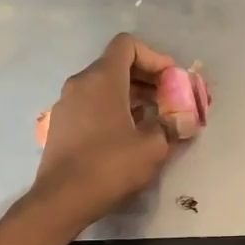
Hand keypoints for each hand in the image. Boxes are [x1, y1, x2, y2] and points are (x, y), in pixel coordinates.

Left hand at [30, 33, 176, 228]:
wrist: (62, 200)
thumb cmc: (110, 167)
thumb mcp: (153, 147)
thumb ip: (171, 126)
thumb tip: (183, 120)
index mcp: (102, 79)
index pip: (127, 45)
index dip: (154, 57)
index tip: (171, 79)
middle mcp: (80, 84)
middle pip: (116, 65)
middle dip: (147, 78)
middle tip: (169, 99)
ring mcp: (66, 105)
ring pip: (103, 87)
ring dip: (131, 96)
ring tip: (154, 118)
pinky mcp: (61, 126)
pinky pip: (91, 105)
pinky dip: (113, 110)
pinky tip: (128, 134)